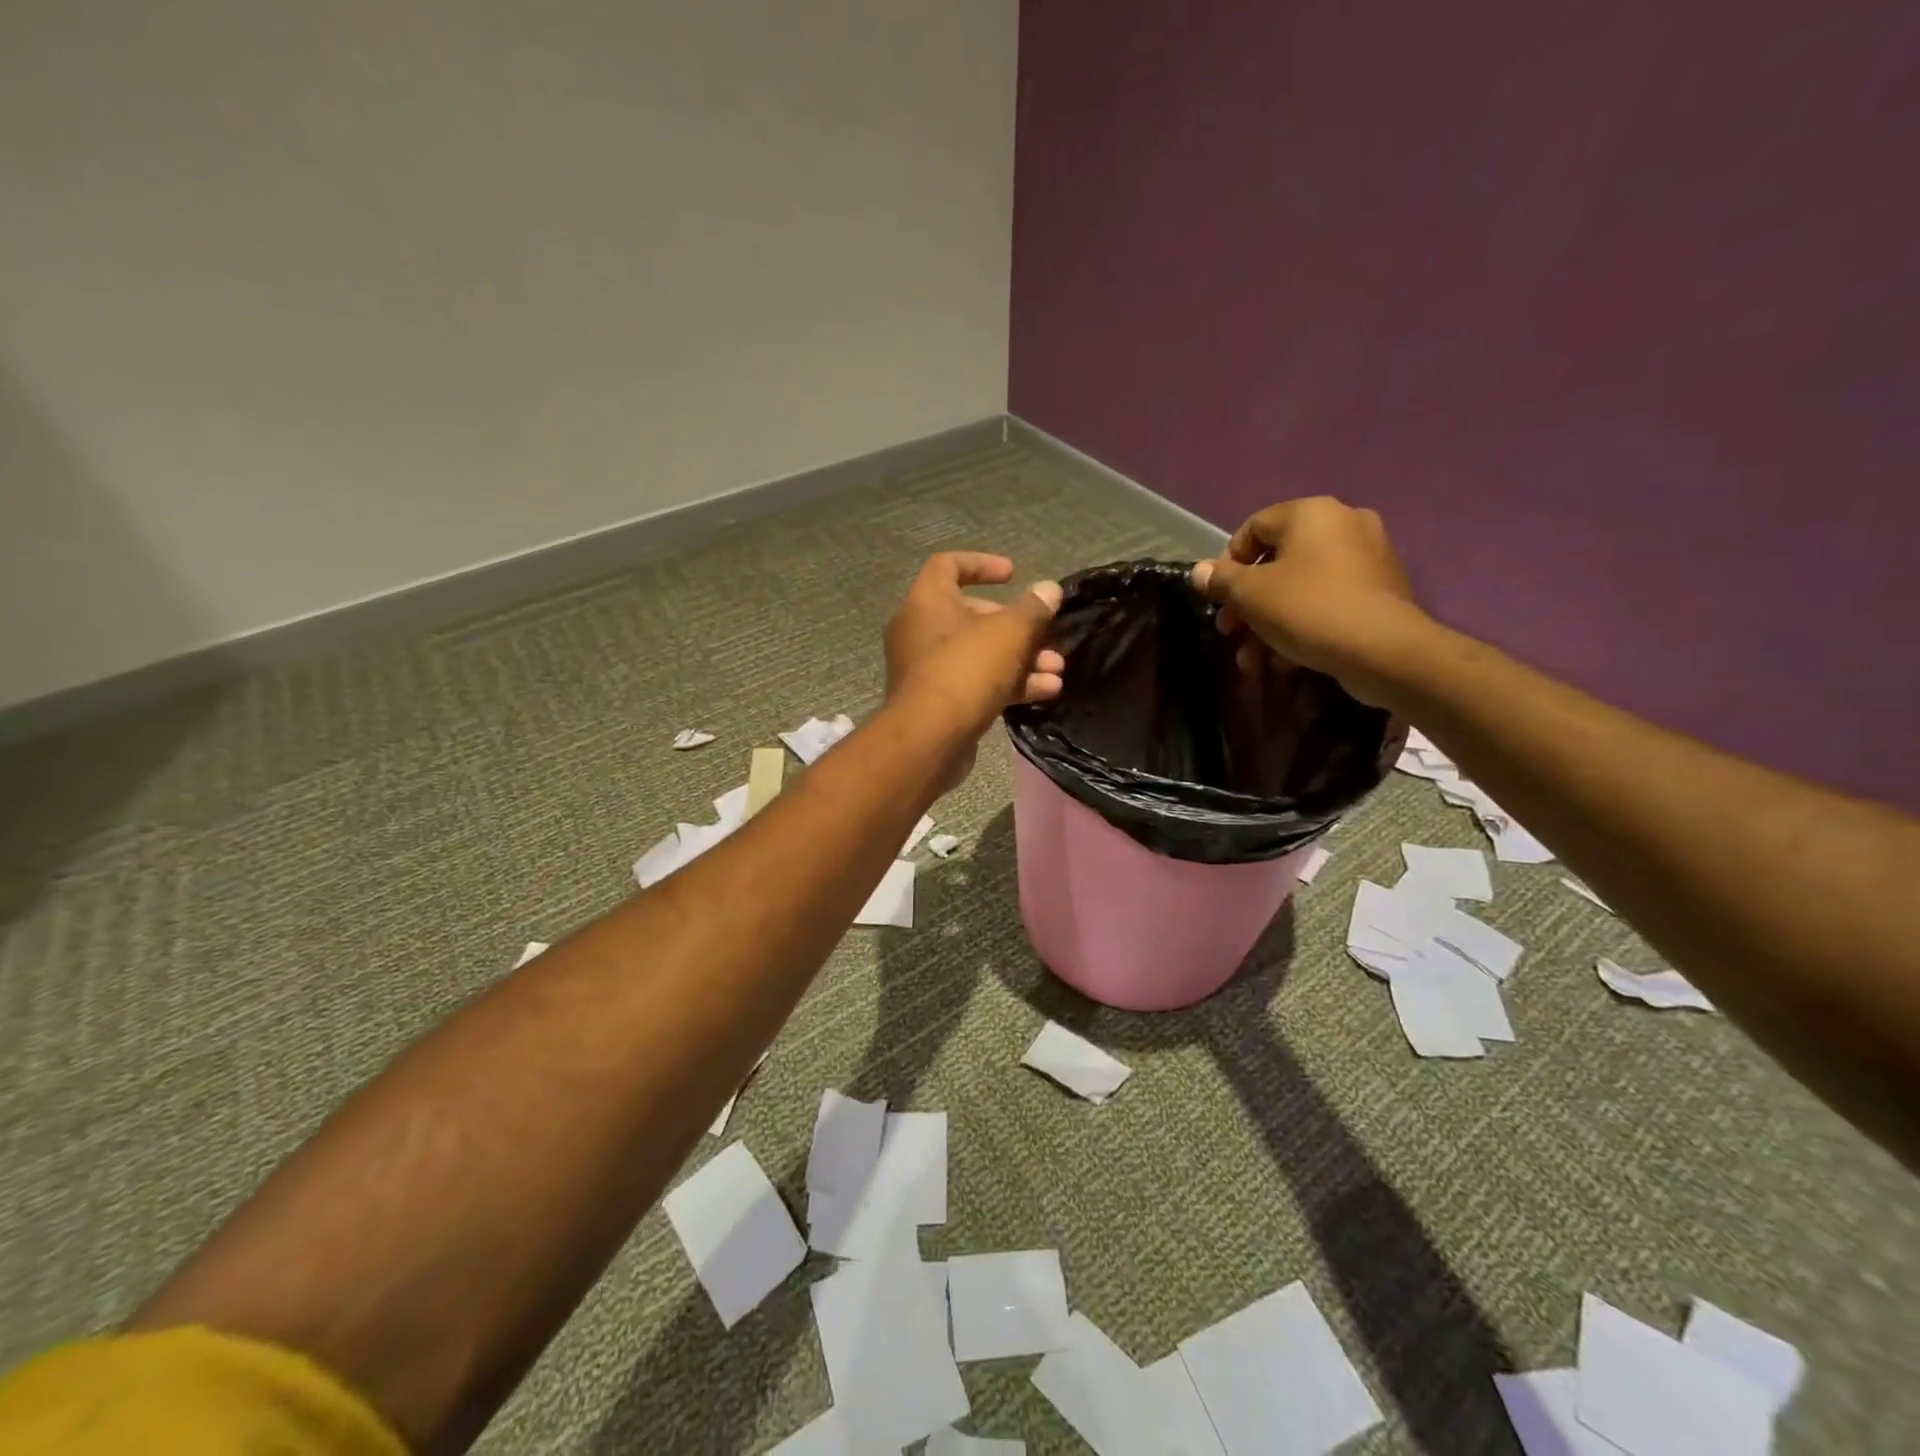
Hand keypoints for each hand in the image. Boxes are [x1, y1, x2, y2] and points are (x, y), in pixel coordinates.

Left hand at [884, 553, 1063, 782]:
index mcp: (927, 602)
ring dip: (1021, 659)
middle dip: (1016, 626)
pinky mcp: (938, 703)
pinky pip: (976, 683)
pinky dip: (1008, 684)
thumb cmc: (965, 670)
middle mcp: (920, 631)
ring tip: (1056, 669)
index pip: (947, 566)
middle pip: (972, 615)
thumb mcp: (1008, 633)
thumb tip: (1049, 589)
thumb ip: (1032, 609)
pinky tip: (1045, 692)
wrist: (929, 740)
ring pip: (979, 654)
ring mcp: (927, 669)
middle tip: (1045, 634)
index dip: (981, 564)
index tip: (1013, 574)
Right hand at [1190, 497, 1424, 704]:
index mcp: (1311, 514)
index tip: (1218, 597)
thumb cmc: (1308, 609)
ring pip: (1299, 588)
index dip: (1227, 563)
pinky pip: (1326, 602)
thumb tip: (1199, 571)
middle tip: (1231, 633)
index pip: (1253, 527)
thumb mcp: (1251, 595)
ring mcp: (1366, 558)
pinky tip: (1285, 661)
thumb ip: (1221, 580)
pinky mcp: (1379, 592)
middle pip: (1276, 562)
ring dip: (1268, 623)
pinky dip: (1301, 627)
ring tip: (1253, 660)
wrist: (1383, 650)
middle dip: (1247, 604)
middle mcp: (1342, 525)